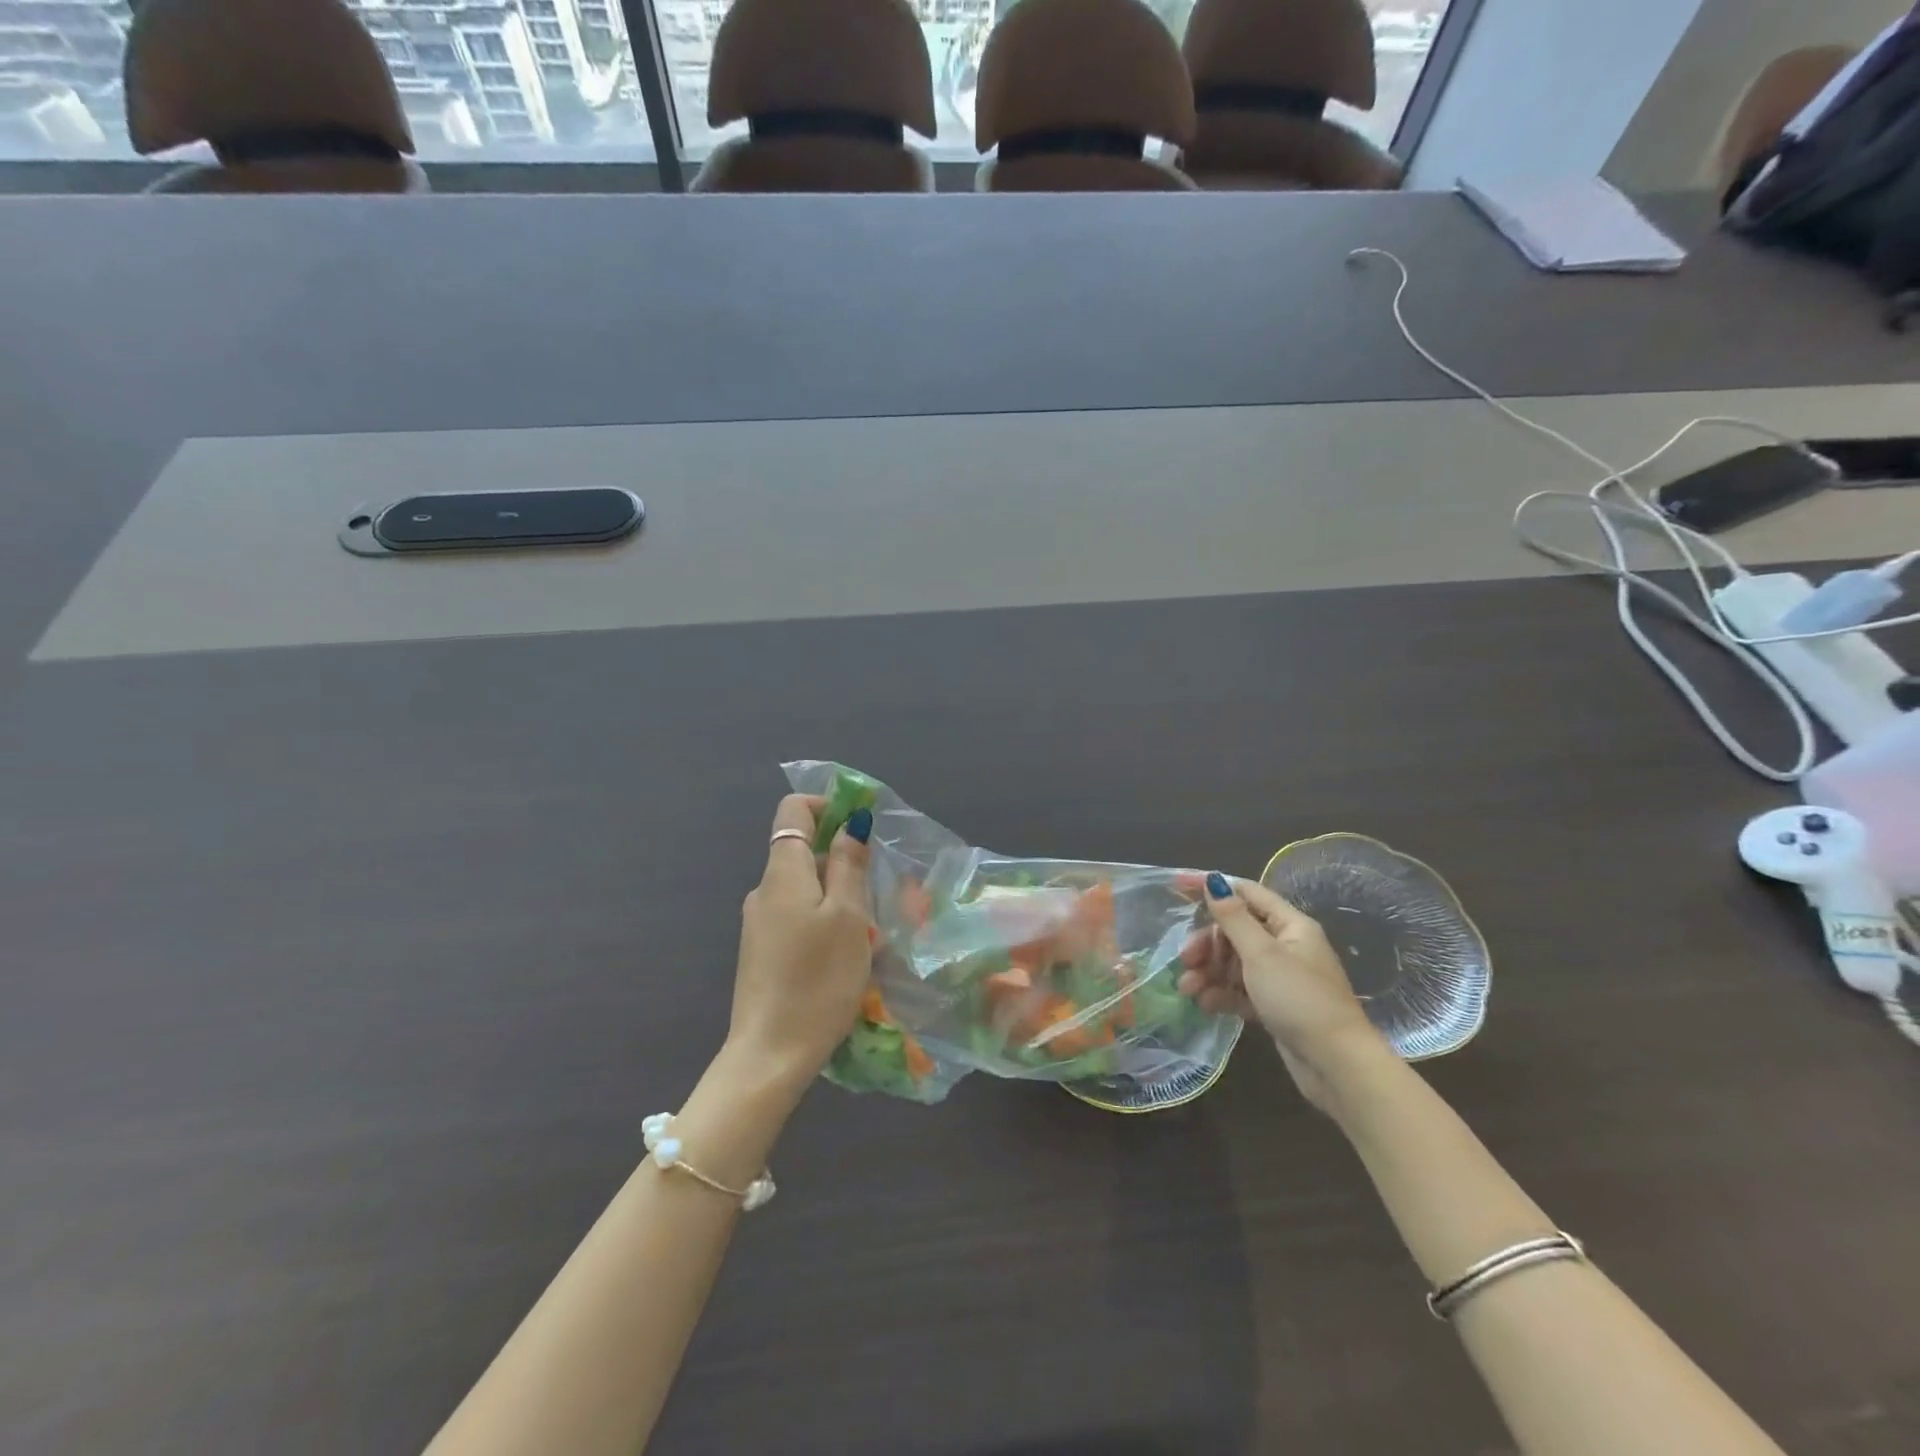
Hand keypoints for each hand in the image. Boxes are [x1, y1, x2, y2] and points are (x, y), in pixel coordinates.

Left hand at [728, 794, 874, 1090]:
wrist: (769, 1054)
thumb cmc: (817, 980)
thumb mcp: (848, 918)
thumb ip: (849, 865)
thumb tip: (852, 821)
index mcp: (782, 872)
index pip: (794, 809)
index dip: (828, 805)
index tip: (862, 826)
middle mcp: (764, 890)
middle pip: (801, 849)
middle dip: (841, 855)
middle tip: (877, 887)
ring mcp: (759, 923)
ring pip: (803, 886)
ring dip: (836, 892)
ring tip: (869, 928)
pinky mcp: (761, 951)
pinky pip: (796, 915)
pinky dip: (822, 918)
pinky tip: (844, 953)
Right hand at [1179, 874, 1387, 1112]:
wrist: (1336, 1065)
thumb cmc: (1299, 999)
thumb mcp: (1261, 954)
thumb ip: (1233, 917)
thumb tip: (1213, 880)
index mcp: (1289, 925)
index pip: (1245, 893)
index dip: (1210, 887)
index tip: (1175, 885)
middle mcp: (1286, 946)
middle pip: (1235, 931)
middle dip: (1206, 943)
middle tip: (1185, 958)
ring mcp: (1280, 978)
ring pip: (1234, 963)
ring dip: (1208, 972)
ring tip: (1188, 989)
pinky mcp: (1274, 1006)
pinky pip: (1240, 990)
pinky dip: (1221, 994)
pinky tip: (1205, 1004)